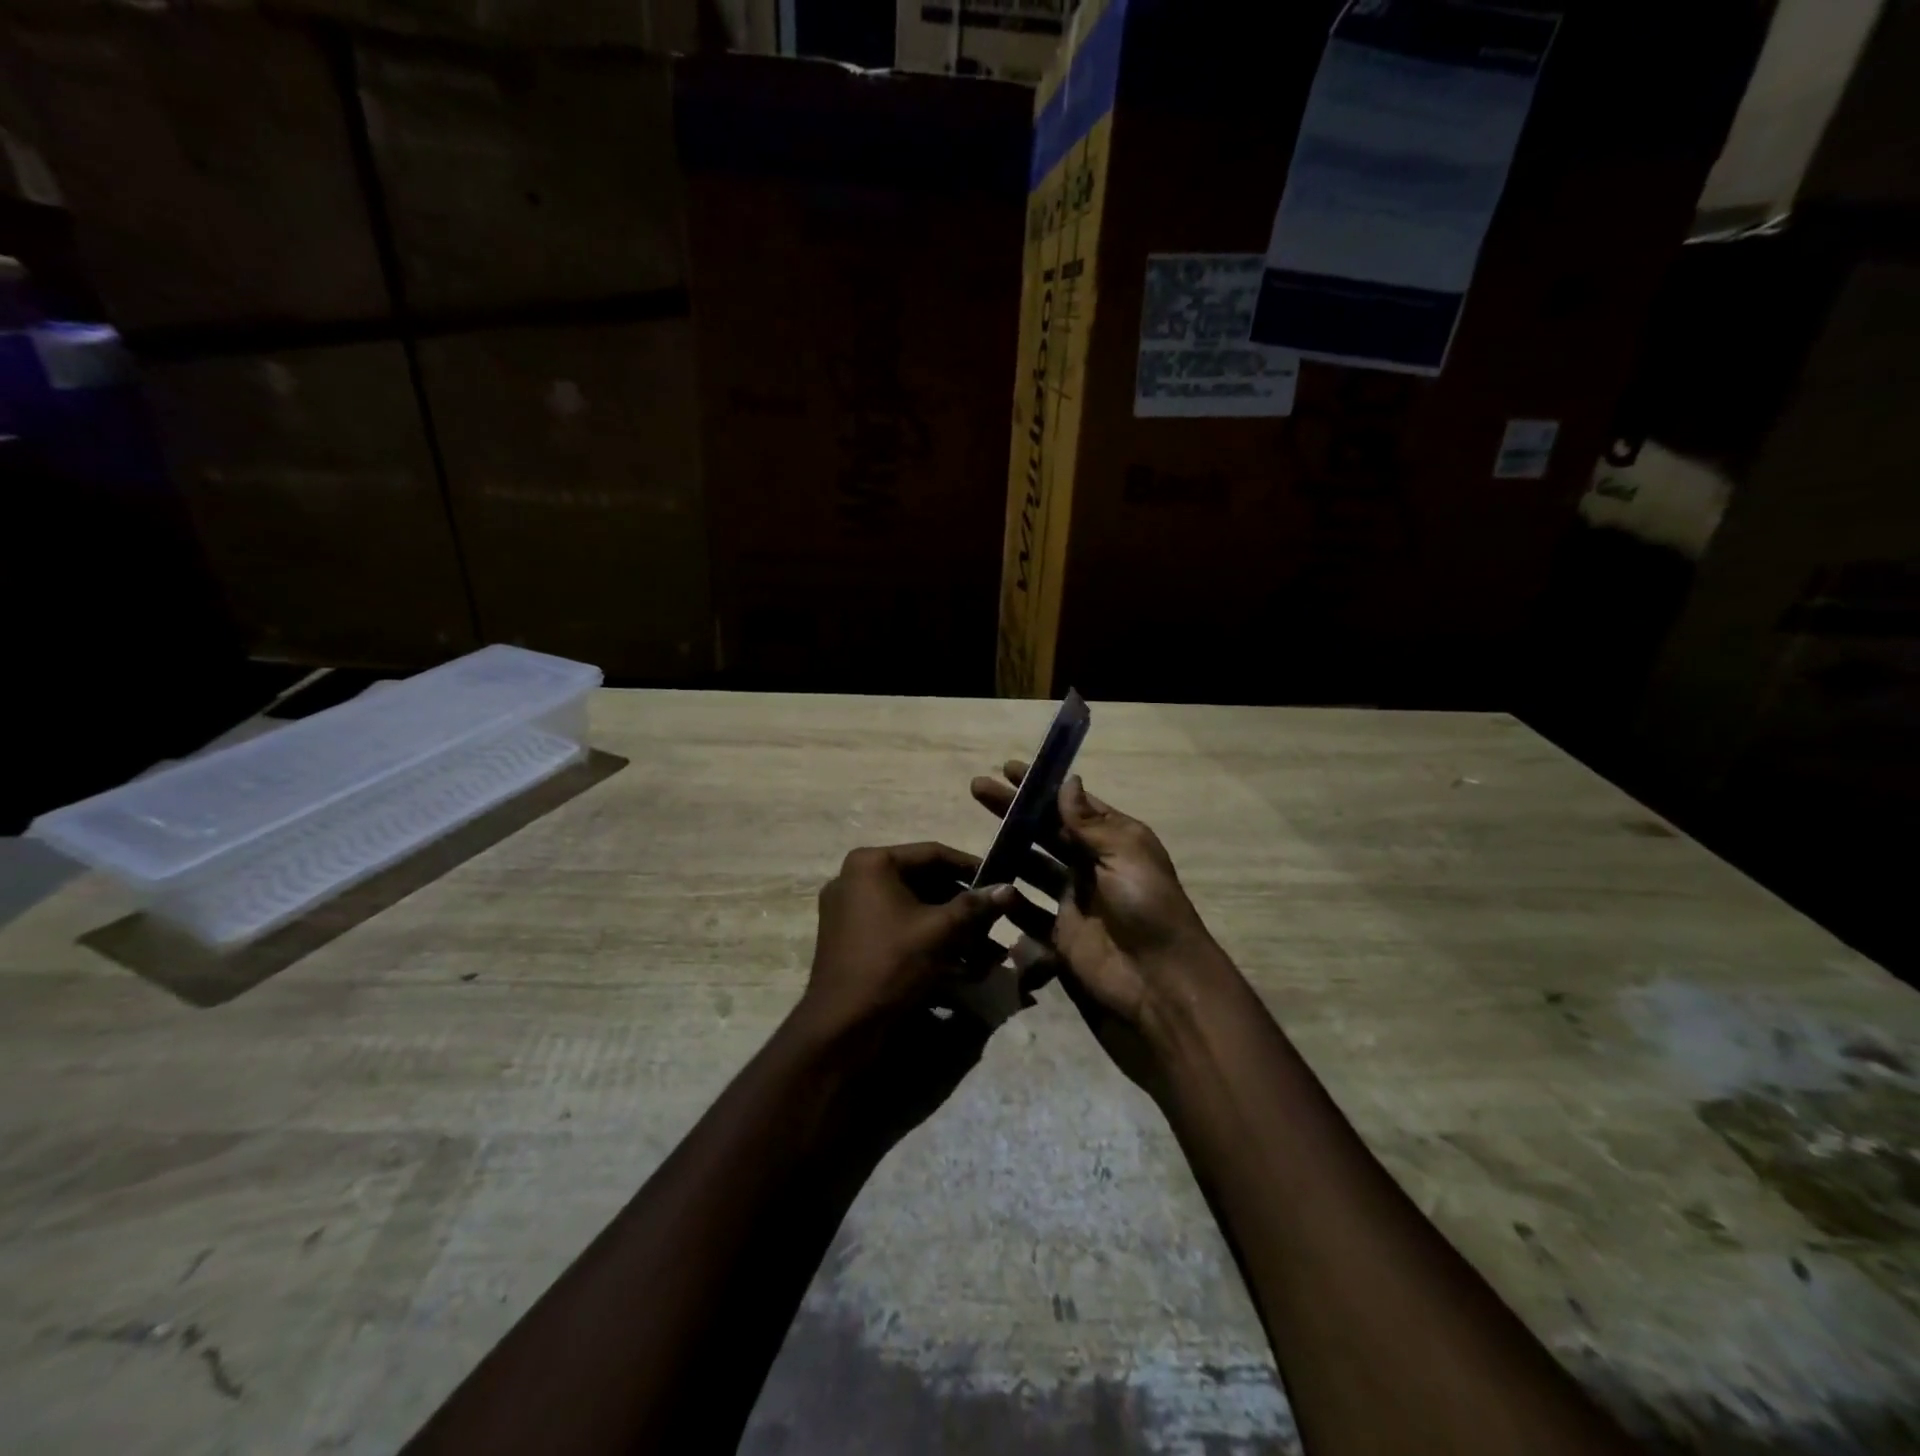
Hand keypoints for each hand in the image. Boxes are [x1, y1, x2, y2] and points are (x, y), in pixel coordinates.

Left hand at [801, 842, 1018, 1040]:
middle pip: (922, 881)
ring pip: (911, 907)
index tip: (1001, 881)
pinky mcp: (850, 937)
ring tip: (985, 952)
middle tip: (995, 922)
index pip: (932, 854)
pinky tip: (959, 965)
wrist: (841, 1026)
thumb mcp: (939, 932)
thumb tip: (1008, 888)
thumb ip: (974, 906)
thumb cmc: (891, 965)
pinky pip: (896, 926)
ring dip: (949, 927)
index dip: (971, 867)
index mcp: (871, 864)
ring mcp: (848, 908)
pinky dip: (926, 939)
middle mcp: (855, 878)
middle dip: (962, 906)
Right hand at [971, 764, 1235, 1095]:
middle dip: (1015, 811)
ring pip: (1032, 867)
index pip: (1072, 805)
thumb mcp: (1124, 853)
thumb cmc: (1147, 906)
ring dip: (1008, 849)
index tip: (1008, 769)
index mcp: (1114, 840)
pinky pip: (1028, 912)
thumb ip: (1089, 822)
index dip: (1042, 786)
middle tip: (978, 789)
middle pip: (1046, 831)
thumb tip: (1068, 780)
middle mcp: (1092, 865)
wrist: (1160, 981)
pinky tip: (986, 884)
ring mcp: (1074, 900)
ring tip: (975, 835)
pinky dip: (1008, 900)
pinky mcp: (1060, 934)